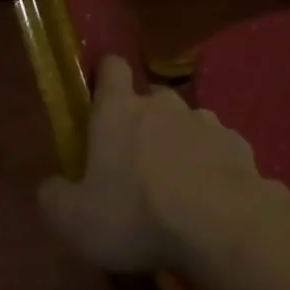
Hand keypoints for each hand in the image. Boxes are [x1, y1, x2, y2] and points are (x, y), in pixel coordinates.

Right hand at [38, 55, 265, 273]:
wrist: (220, 222)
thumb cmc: (136, 214)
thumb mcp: (74, 220)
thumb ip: (55, 197)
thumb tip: (52, 185)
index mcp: (119, 111)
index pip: (111, 67)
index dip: (105, 76)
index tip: (100, 96)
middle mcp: (164, 104)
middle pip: (150, 99)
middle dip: (142, 122)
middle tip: (134, 163)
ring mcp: (205, 120)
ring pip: (185, 123)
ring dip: (178, 144)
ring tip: (175, 186)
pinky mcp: (236, 142)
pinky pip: (216, 147)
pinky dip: (209, 164)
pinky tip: (208, 197)